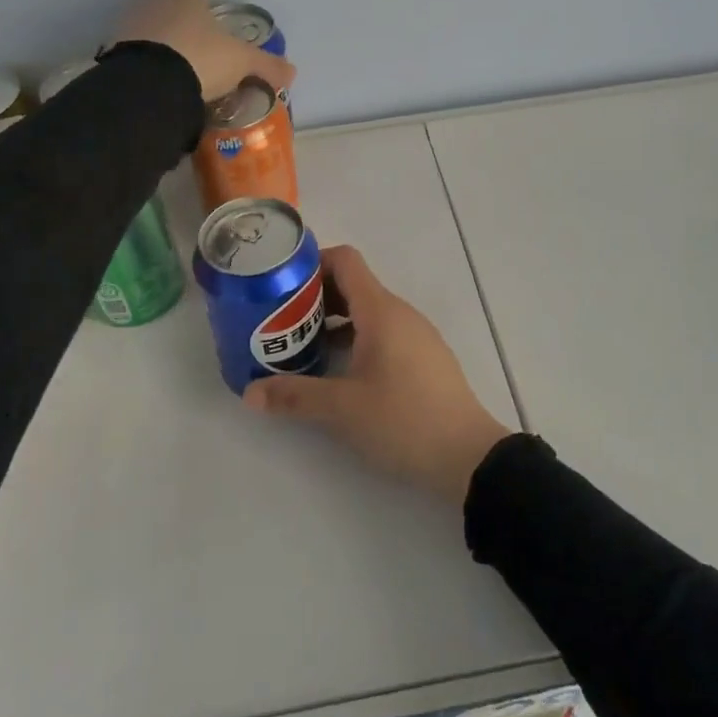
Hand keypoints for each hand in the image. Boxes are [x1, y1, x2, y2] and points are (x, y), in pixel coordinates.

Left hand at [111, 0, 295, 103]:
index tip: (221, 55)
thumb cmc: (201, 58)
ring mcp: (128, 23)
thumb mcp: (243, 62)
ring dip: (167, 57)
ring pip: (156, 39)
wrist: (150, 83)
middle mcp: (153, 0)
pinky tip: (160, 90)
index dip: (214, 29)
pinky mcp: (111, 49)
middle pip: (178, 21)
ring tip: (182, 86)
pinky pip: (138, 59)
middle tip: (204, 73)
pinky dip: (149, 71)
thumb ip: (267, 65)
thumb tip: (292, 72)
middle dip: (189, 42)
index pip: (202, 4)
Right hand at [243, 245, 513, 503]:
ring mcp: (415, 335)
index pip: (345, 260)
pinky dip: (355, 339)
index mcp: (381, 311)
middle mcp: (400, 313)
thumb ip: (294, 396)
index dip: (312, 262)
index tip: (282, 283)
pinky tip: (336, 371)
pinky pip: (383, 332)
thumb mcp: (342, 409)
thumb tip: (250, 393)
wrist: (468, 455)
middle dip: (315, 297)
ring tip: (301, 347)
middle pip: (353, 285)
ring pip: (367, 312)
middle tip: (279, 320)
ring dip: (334, 322)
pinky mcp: (423, 358)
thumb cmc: (403, 419)